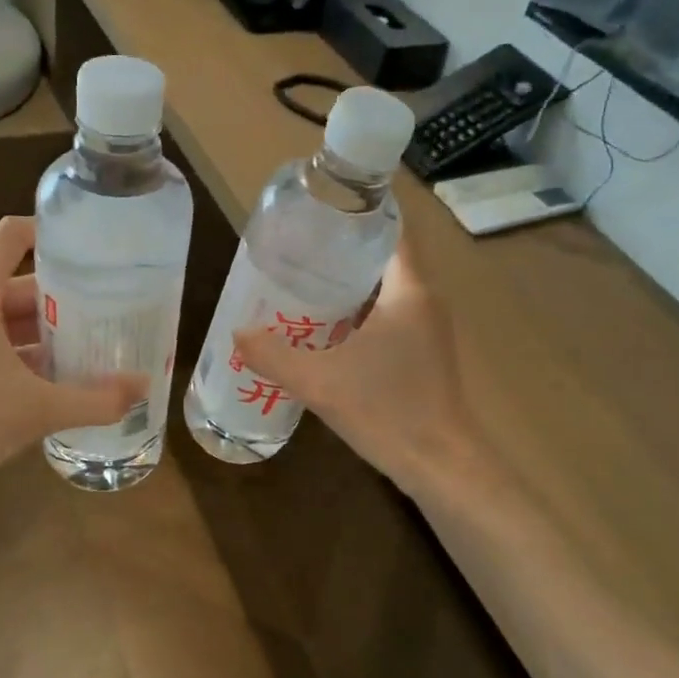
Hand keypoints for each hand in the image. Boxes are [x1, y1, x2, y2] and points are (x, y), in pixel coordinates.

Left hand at [0, 217, 146, 484]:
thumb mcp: (41, 408)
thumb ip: (97, 398)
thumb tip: (145, 387)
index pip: (9, 238)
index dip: (48, 232)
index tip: (90, 246)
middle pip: (18, 282)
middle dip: (64, 295)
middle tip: (110, 304)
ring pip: (10, 317)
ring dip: (49, 328)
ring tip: (96, 338)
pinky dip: (30, 352)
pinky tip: (65, 373)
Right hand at [233, 235, 487, 495]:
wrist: (440, 465)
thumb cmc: (387, 410)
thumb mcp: (320, 381)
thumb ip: (274, 356)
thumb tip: (238, 333)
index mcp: (410, 291)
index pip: (392, 231)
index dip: (360, 214)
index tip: (320, 211)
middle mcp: (425, 301)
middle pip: (384, 259)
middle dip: (342, 252)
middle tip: (297, 251)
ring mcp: (428, 330)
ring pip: (386, 291)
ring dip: (349, 286)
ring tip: (303, 284)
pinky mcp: (424, 355)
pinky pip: (389, 318)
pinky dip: (359, 314)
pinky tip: (326, 331)